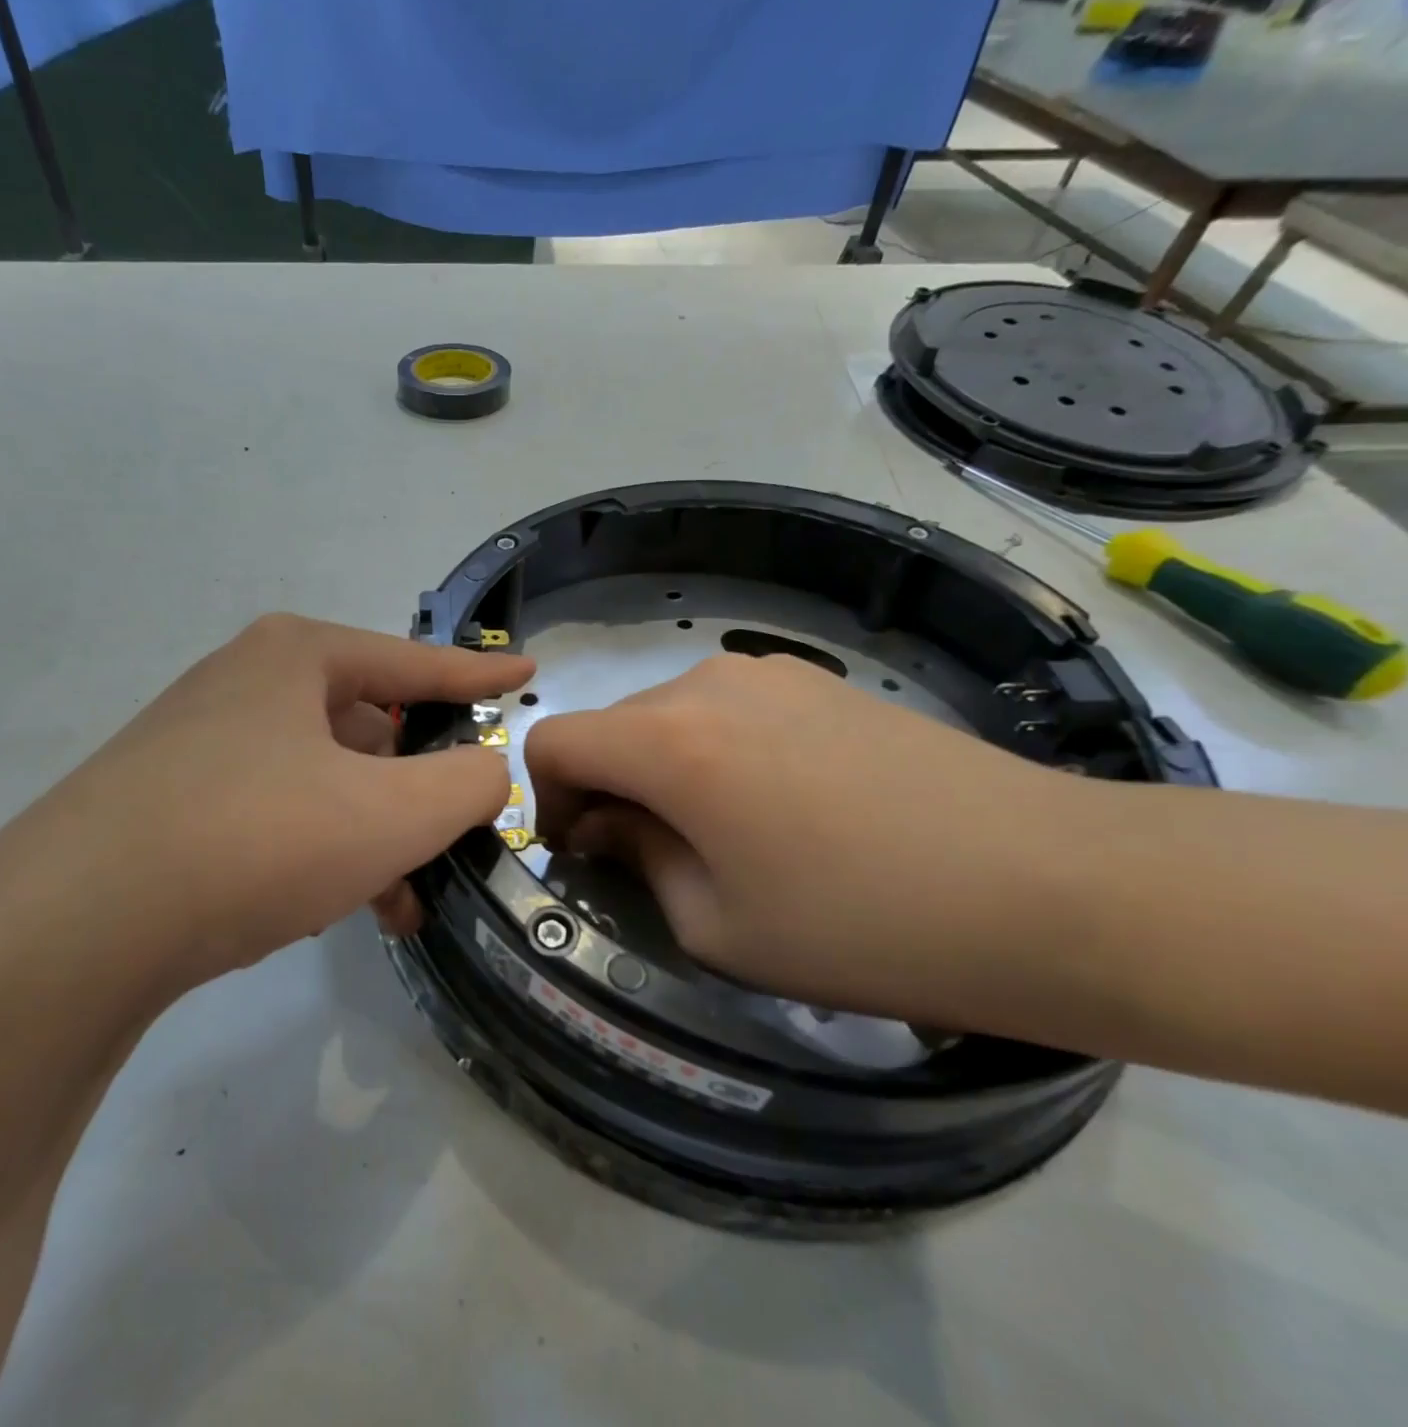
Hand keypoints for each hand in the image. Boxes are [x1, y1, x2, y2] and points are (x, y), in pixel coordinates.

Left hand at [0, 615, 532, 990]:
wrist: (73, 925)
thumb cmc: (255, 839)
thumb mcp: (391, 813)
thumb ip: (467, 785)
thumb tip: (486, 772)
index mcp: (296, 659)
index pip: (415, 663)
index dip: (478, 675)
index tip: (526, 673)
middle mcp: (244, 686)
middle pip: (366, 728)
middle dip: (415, 787)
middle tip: (452, 836)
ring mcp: (199, 743)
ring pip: (321, 780)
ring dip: (368, 834)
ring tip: (398, 901)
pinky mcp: (168, 802)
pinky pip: (273, 814)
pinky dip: (314, 851)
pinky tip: (326, 906)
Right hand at [524, 654, 1075, 1025]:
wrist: (1053, 886)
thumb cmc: (863, 924)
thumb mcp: (717, 925)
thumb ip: (638, 860)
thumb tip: (610, 825)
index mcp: (668, 740)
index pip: (554, 740)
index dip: (545, 799)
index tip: (585, 853)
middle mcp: (706, 684)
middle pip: (612, 726)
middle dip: (608, 788)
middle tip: (653, 860)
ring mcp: (770, 673)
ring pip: (669, 715)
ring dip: (663, 770)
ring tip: (725, 836)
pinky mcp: (821, 681)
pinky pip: (729, 710)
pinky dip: (716, 752)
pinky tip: (783, 808)